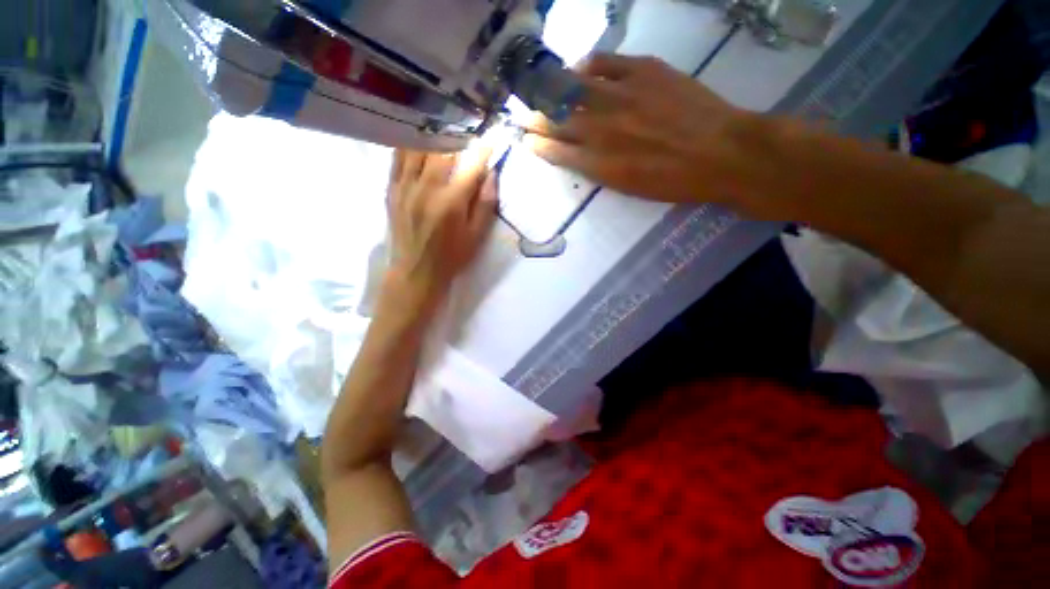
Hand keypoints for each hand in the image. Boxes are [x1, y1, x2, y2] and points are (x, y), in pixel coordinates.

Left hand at [382, 148, 496, 314]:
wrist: (416, 272)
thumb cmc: (451, 257)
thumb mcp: (476, 236)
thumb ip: (485, 205)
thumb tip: (492, 175)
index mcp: (451, 202)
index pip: (471, 166)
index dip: (484, 149)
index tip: (492, 138)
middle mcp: (426, 188)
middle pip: (442, 149)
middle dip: (458, 138)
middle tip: (468, 136)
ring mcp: (405, 187)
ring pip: (417, 147)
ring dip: (434, 138)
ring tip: (444, 136)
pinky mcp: (391, 190)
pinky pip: (398, 158)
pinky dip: (410, 145)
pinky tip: (419, 143)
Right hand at [524, 54, 753, 205]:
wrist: (721, 152)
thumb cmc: (673, 182)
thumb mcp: (629, 189)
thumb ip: (599, 170)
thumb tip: (579, 154)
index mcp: (598, 163)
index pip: (557, 150)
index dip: (538, 144)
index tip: (526, 140)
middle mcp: (602, 129)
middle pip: (558, 118)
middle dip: (536, 116)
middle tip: (524, 114)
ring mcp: (621, 95)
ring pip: (574, 88)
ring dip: (553, 90)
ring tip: (543, 89)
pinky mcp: (644, 71)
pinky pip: (605, 62)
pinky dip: (587, 64)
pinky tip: (579, 67)